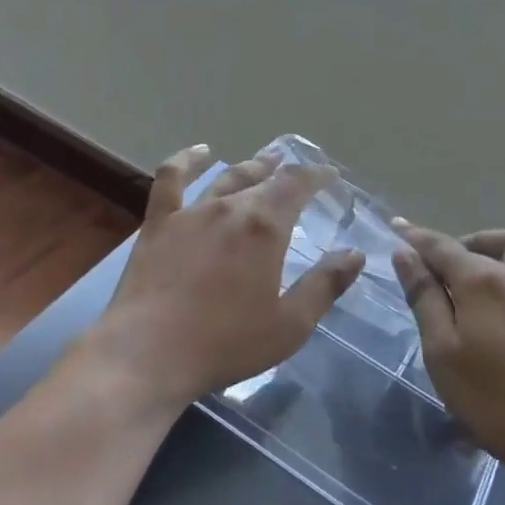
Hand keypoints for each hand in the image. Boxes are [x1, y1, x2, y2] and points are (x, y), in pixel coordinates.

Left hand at [85, 146, 366, 415]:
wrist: (149, 352)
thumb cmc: (226, 343)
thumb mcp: (290, 325)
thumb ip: (324, 285)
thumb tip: (354, 253)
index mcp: (265, 227)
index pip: (297, 184)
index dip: (316, 176)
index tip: (329, 176)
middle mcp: (229, 208)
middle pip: (263, 179)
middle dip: (285, 173)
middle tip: (299, 176)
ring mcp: (190, 212)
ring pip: (225, 177)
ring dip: (248, 167)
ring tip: (263, 163)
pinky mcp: (158, 223)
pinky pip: (171, 179)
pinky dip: (187, 160)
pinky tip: (199, 152)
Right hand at [392, 224, 504, 491]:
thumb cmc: (494, 401)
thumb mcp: (442, 352)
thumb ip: (424, 298)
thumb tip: (405, 253)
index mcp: (482, 282)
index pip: (440, 247)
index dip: (415, 237)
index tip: (396, 226)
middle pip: (486, 242)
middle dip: (457, 245)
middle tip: (437, 270)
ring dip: (497, 248)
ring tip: (482, 270)